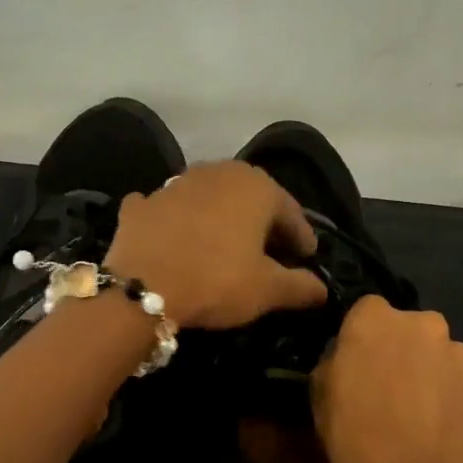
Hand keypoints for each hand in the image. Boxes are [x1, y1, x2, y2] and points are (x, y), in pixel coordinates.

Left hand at [105, 161, 327, 329]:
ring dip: (218, 218)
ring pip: (207, 199)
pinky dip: (173, 221)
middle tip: (269, 251)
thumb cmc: (216, 282)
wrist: (141, 288)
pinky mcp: (139, 206)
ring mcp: (173, 185)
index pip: (290, 212)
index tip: (306, 258)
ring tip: (224, 246)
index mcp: (256, 187)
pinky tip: (174, 237)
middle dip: (261, 223)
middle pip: (248, 198)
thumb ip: (300, 286)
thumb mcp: (267, 290)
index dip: (301, 238)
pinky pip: (165, 210)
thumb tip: (322, 289)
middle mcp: (216, 172)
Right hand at [313, 296, 462, 462]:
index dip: (361, 333)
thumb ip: (337, 358)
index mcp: (377, 318)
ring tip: (414, 406)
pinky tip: (434, 422)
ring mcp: (459, 355)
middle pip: (409, 327)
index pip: (367, 309)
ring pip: (438, 353)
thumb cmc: (352, 430)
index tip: (356, 358)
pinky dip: (448, 395)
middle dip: (400, 346)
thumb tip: (348, 356)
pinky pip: (458, 382)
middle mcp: (424, 324)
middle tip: (386, 381)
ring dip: (427, 368)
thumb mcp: (320, 390)